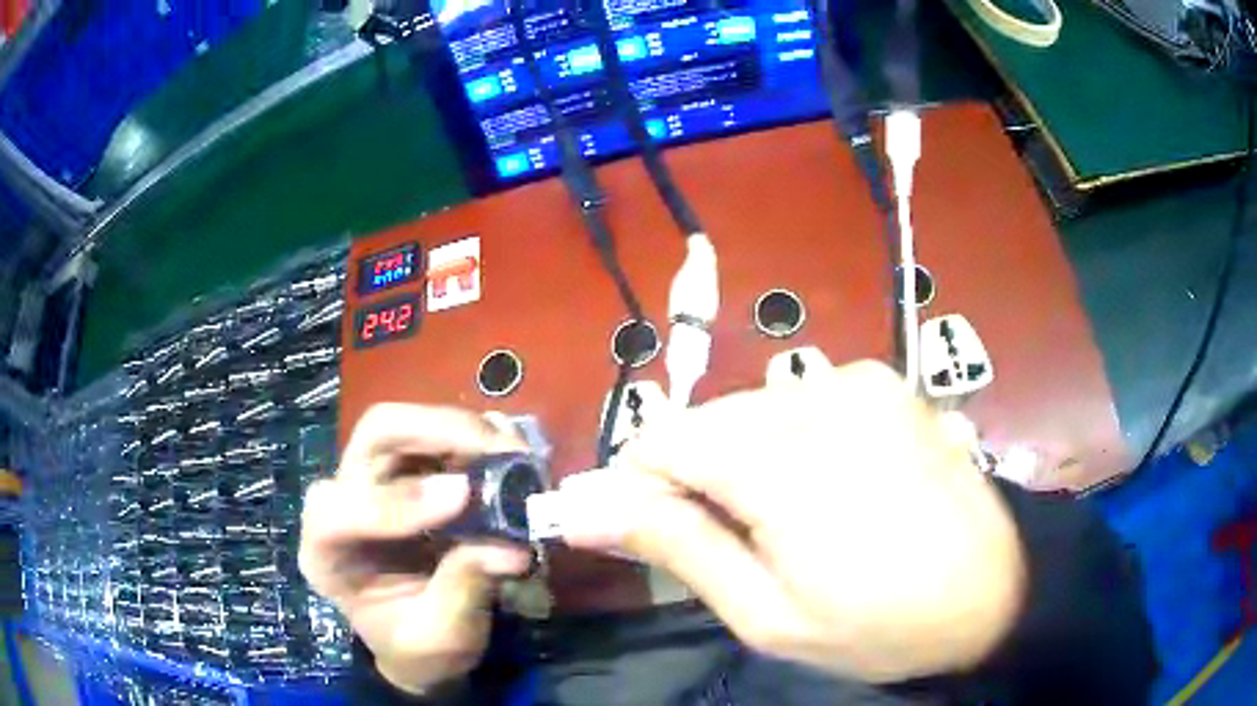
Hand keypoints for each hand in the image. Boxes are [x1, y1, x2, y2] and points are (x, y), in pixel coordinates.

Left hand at [299, 404, 531, 694]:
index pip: (340, 510)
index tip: (463, 497)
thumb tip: (510, 547)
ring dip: (463, 431)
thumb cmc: (419, 648)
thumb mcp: (441, 636)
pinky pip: (433, 436)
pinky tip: (505, 452)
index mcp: (327, 554)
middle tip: (501, 451)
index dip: (397, 500)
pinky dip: (472, 438)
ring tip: (515, 453)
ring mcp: (372, 480)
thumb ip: (464, 589)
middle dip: (437, 433)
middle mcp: (342, 502)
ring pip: (404, 426)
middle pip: (373, 438)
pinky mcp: (405, 473)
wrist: (419, 645)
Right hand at [561, 361, 1025, 681]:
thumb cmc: (882, 624)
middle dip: (694, 478)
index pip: (662, 441)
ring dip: (743, 461)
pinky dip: (790, 442)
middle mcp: (819, 398)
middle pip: (705, 421)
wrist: (997, 589)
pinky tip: (825, 488)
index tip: (648, 533)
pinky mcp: (883, 381)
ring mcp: (858, 380)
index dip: (640, 487)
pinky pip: (800, 401)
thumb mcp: (770, 615)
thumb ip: (679, 548)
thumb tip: (587, 509)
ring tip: (782, 521)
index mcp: (786, 465)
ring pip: (750, 409)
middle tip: (726, 543)